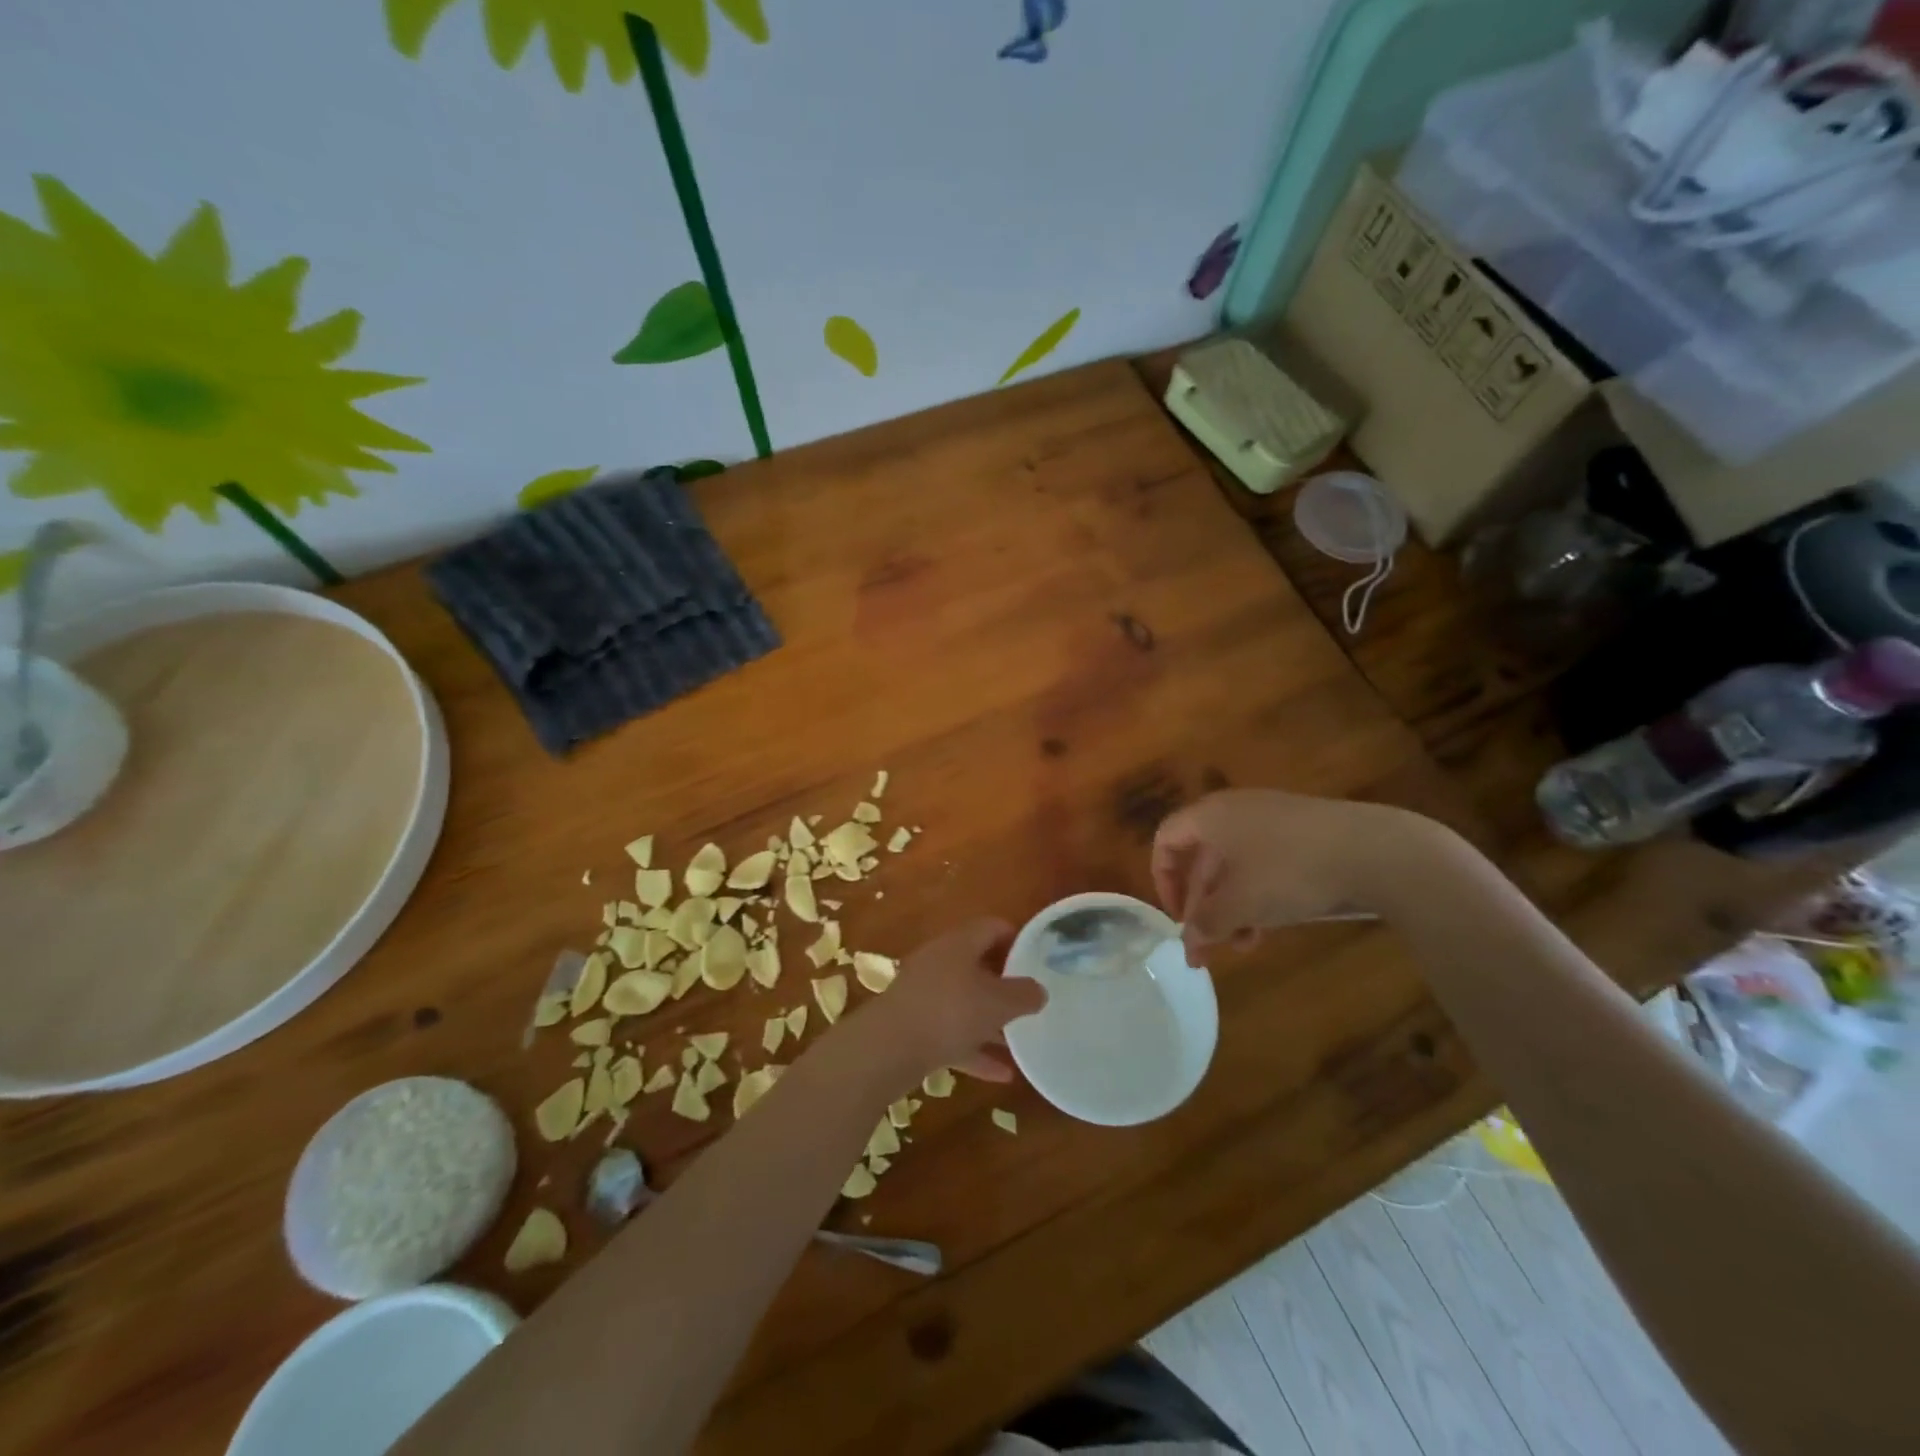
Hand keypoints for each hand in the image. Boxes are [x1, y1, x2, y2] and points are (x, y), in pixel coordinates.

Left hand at [861, 918, 1047, 1084]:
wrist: (888, 1049)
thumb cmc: (949, 1012)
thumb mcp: (998, 1003)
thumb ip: (1023, 994)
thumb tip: (1039, 989)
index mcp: (959, 944)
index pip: (992, 927)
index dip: (1017, 938)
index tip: (1038, 957)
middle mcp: (939, 962)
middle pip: (977, 964)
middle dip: (1004, 982)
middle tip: (1030, 998)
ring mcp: (923, 994)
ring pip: (964, 1002)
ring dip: (990, 1019)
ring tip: (1021, 1037)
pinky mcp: (914, 1026)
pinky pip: (951, 1033)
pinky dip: (975, 1049)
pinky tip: (1002, 1073)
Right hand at [1152, 789, 1415, 955]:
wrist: (1375, 850)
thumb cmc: (1289, 871)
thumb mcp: (1240, 903)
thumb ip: (1206, 924)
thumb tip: (1189, 943)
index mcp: (1210, 816)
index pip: (1166, 840)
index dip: (1164, 881)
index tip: (1180, 919)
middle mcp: (1234, 810)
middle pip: (1201, 858)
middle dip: (1203, 906)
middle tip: (1210, 946)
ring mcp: (1271, 819)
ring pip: (1234, 866)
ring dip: (1231, 907)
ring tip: (1244, 944)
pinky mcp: (1302, 832)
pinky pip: (1263, 863)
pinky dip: (1258, 893)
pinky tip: (1272, 925)